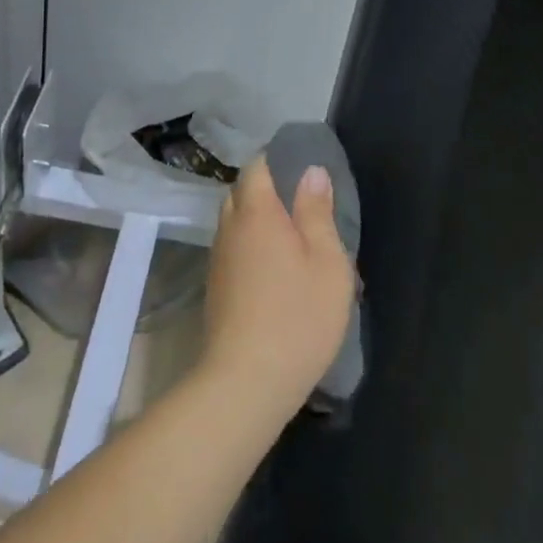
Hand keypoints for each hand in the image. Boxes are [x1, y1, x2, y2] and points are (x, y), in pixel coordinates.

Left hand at [200, 159, 355, 418]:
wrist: (245, 383)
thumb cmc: (297, 316)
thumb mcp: (326, 262)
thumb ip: (317, 212)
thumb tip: (312, 171)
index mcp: (257, 212)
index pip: (257, 166)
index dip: (277, 160)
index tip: (302, 167)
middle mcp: (230, 227)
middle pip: (242, 193)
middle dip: (267, 190)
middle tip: (301, 204)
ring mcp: (218, 259)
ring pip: (235, 223)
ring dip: (257, 221)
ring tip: (291, 238)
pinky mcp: (215, 288)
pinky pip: (232, 249)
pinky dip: (250, 247)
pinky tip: (273, 270)